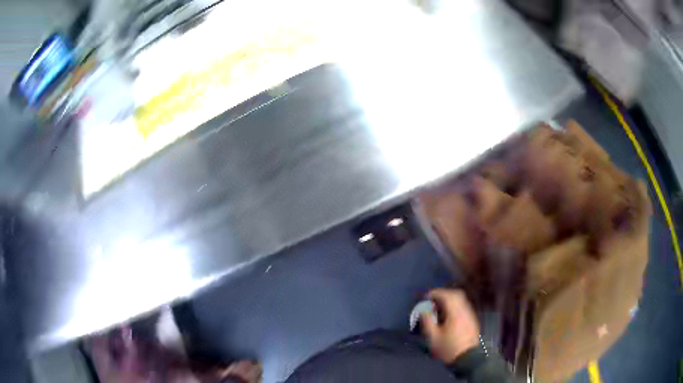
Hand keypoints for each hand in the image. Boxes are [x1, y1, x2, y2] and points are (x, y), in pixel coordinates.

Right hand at [420, 288, 479, 363]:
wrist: (468, 359)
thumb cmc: (449, 348)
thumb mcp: (433, 338)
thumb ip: (428, 321)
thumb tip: (423, 310)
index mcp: (456, 313)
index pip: (447, 296)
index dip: (436, 293)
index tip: (426, 296)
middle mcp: (465, 310)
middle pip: (456, 295)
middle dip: (443, 294)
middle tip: (433, 300)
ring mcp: (470, 315)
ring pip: (461, 300)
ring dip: (449, 300)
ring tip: (438, 307)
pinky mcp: (472, 320)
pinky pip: (463, 306)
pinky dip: (454, 305)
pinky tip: (447, 314)